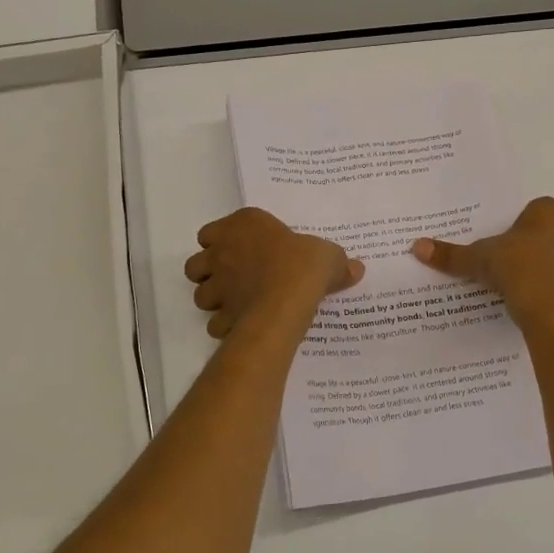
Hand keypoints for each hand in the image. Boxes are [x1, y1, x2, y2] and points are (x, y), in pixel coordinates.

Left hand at [185, 207, 362, 339]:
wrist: (286, 300)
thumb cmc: (303, 265)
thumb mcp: (328, 256)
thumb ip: (337, 262)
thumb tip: (356, 268)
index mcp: (243, 226)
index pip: (211, 232)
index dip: (221, 242)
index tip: (240, 251)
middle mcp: (221, 252)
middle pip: (197, 263)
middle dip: (209, 272)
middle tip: (233, 279)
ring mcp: (217, 286)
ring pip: (200, 294)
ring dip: (214, 300)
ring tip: (237, 304)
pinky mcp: (221, 315)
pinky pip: (215, 323)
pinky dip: (225, 326)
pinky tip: (244, 326)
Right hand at [412, 196, 553, 329]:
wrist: (544, 307)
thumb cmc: (514, 266)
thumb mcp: (477, 259)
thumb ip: (450, 254)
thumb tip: (416, 246)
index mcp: (550, 213)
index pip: (542, 207)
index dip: (529, 220)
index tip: (512, 234)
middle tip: (529, 250)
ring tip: (535, 274)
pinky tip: (539, 295)